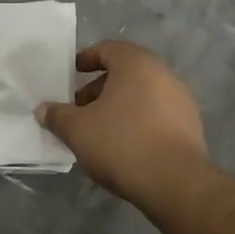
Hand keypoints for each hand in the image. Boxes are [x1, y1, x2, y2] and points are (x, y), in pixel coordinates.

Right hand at [37, 41, 209, 208]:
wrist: (177, 184)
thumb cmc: (122, 144)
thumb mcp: (77, 130)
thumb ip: (57, 115)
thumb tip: (43, 109)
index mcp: (137, 63)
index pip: (107, 49)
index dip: (85, 59)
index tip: (70, 75)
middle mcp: (163, 74)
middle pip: (125, 73)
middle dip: (98, 88)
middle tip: (78, 109)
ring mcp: (181, 101)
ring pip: (141, 95)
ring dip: (117, 107)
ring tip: (98, 131)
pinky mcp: (191, 127)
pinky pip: (156, 115)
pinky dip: (137, 122)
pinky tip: (123, 146)